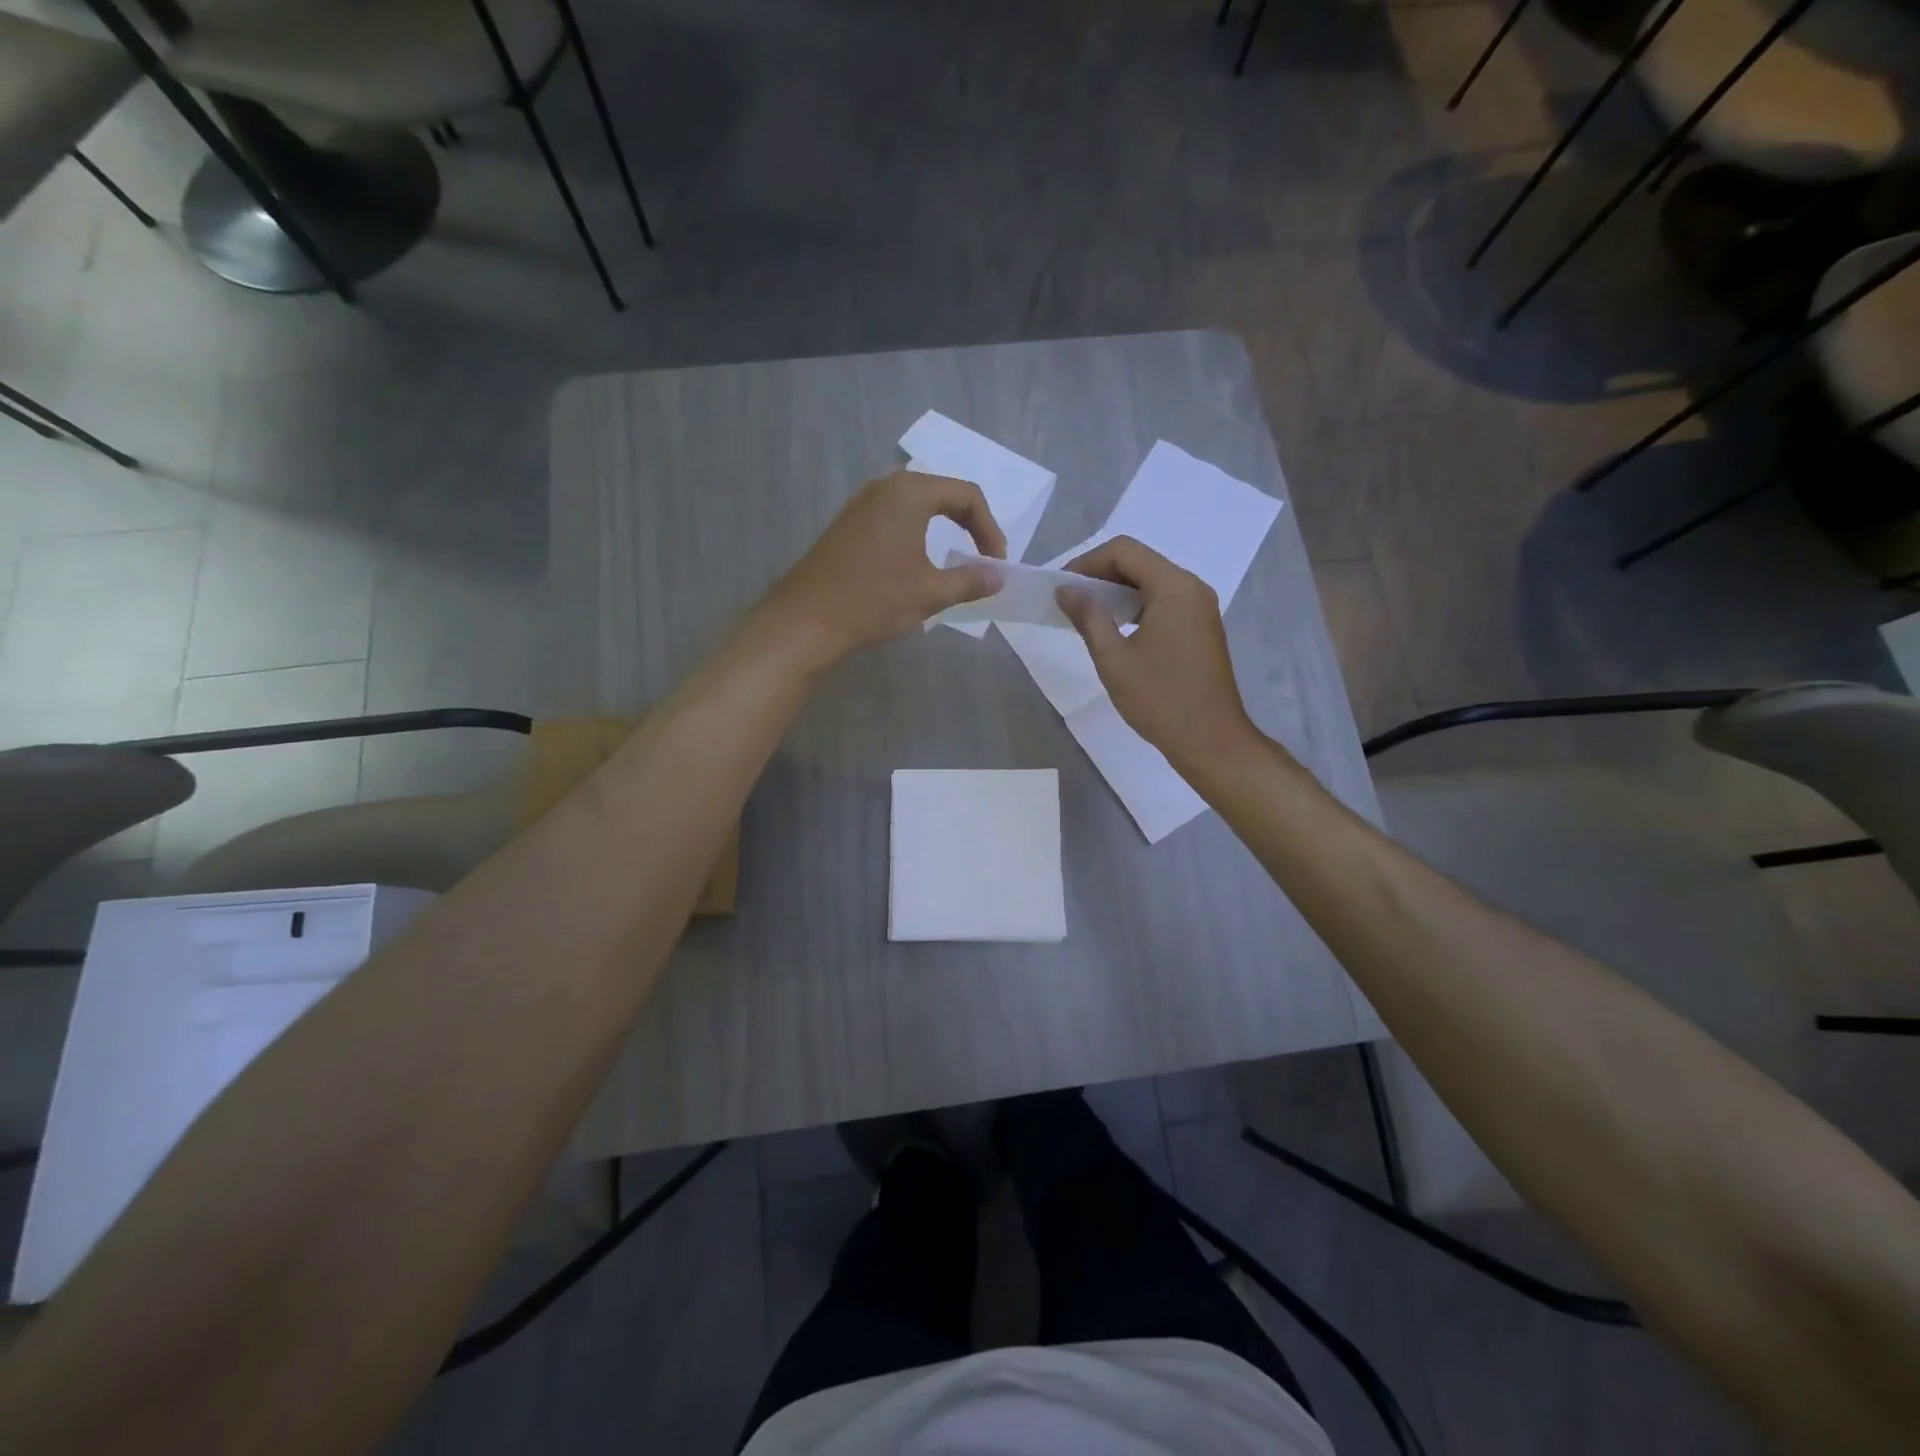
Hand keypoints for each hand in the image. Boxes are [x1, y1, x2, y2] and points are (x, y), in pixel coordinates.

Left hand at [755, 470, 1006, 668]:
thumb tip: (999, 577)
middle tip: (981, 556)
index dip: (990, 529)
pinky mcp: (849, 522)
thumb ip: (970, 581)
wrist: (807, 620)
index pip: (967, 495)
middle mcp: (885, 486)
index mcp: (910, 493)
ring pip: (917, 503)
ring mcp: (862, 503)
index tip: (995, 564)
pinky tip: (917, 562)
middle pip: (942, 493)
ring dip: (943, 527)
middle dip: (969, 523)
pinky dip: (917, 532)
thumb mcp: (930, 593)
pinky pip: (895, 515)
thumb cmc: (874, 600)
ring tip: (955, 559)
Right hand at [1056, 536, 1262, 771]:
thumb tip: (1066, 590)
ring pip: (1152, 582)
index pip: (1124, 550)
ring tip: (1088, 616)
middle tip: (1070, 601)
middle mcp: (1192, 588)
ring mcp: (1201, 607)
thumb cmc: (1159, 699)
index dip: (1087, 562)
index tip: (1062, 587)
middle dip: (1101, 575)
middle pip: (1140, 562)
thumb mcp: (1113, 658)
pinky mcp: (1202, 627)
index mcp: (1174, 587)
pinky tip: (1117, 630)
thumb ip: (1088, 617)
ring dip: (1118, 592)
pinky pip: (1165, 601)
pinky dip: (1137, 606)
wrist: (1210, 739)